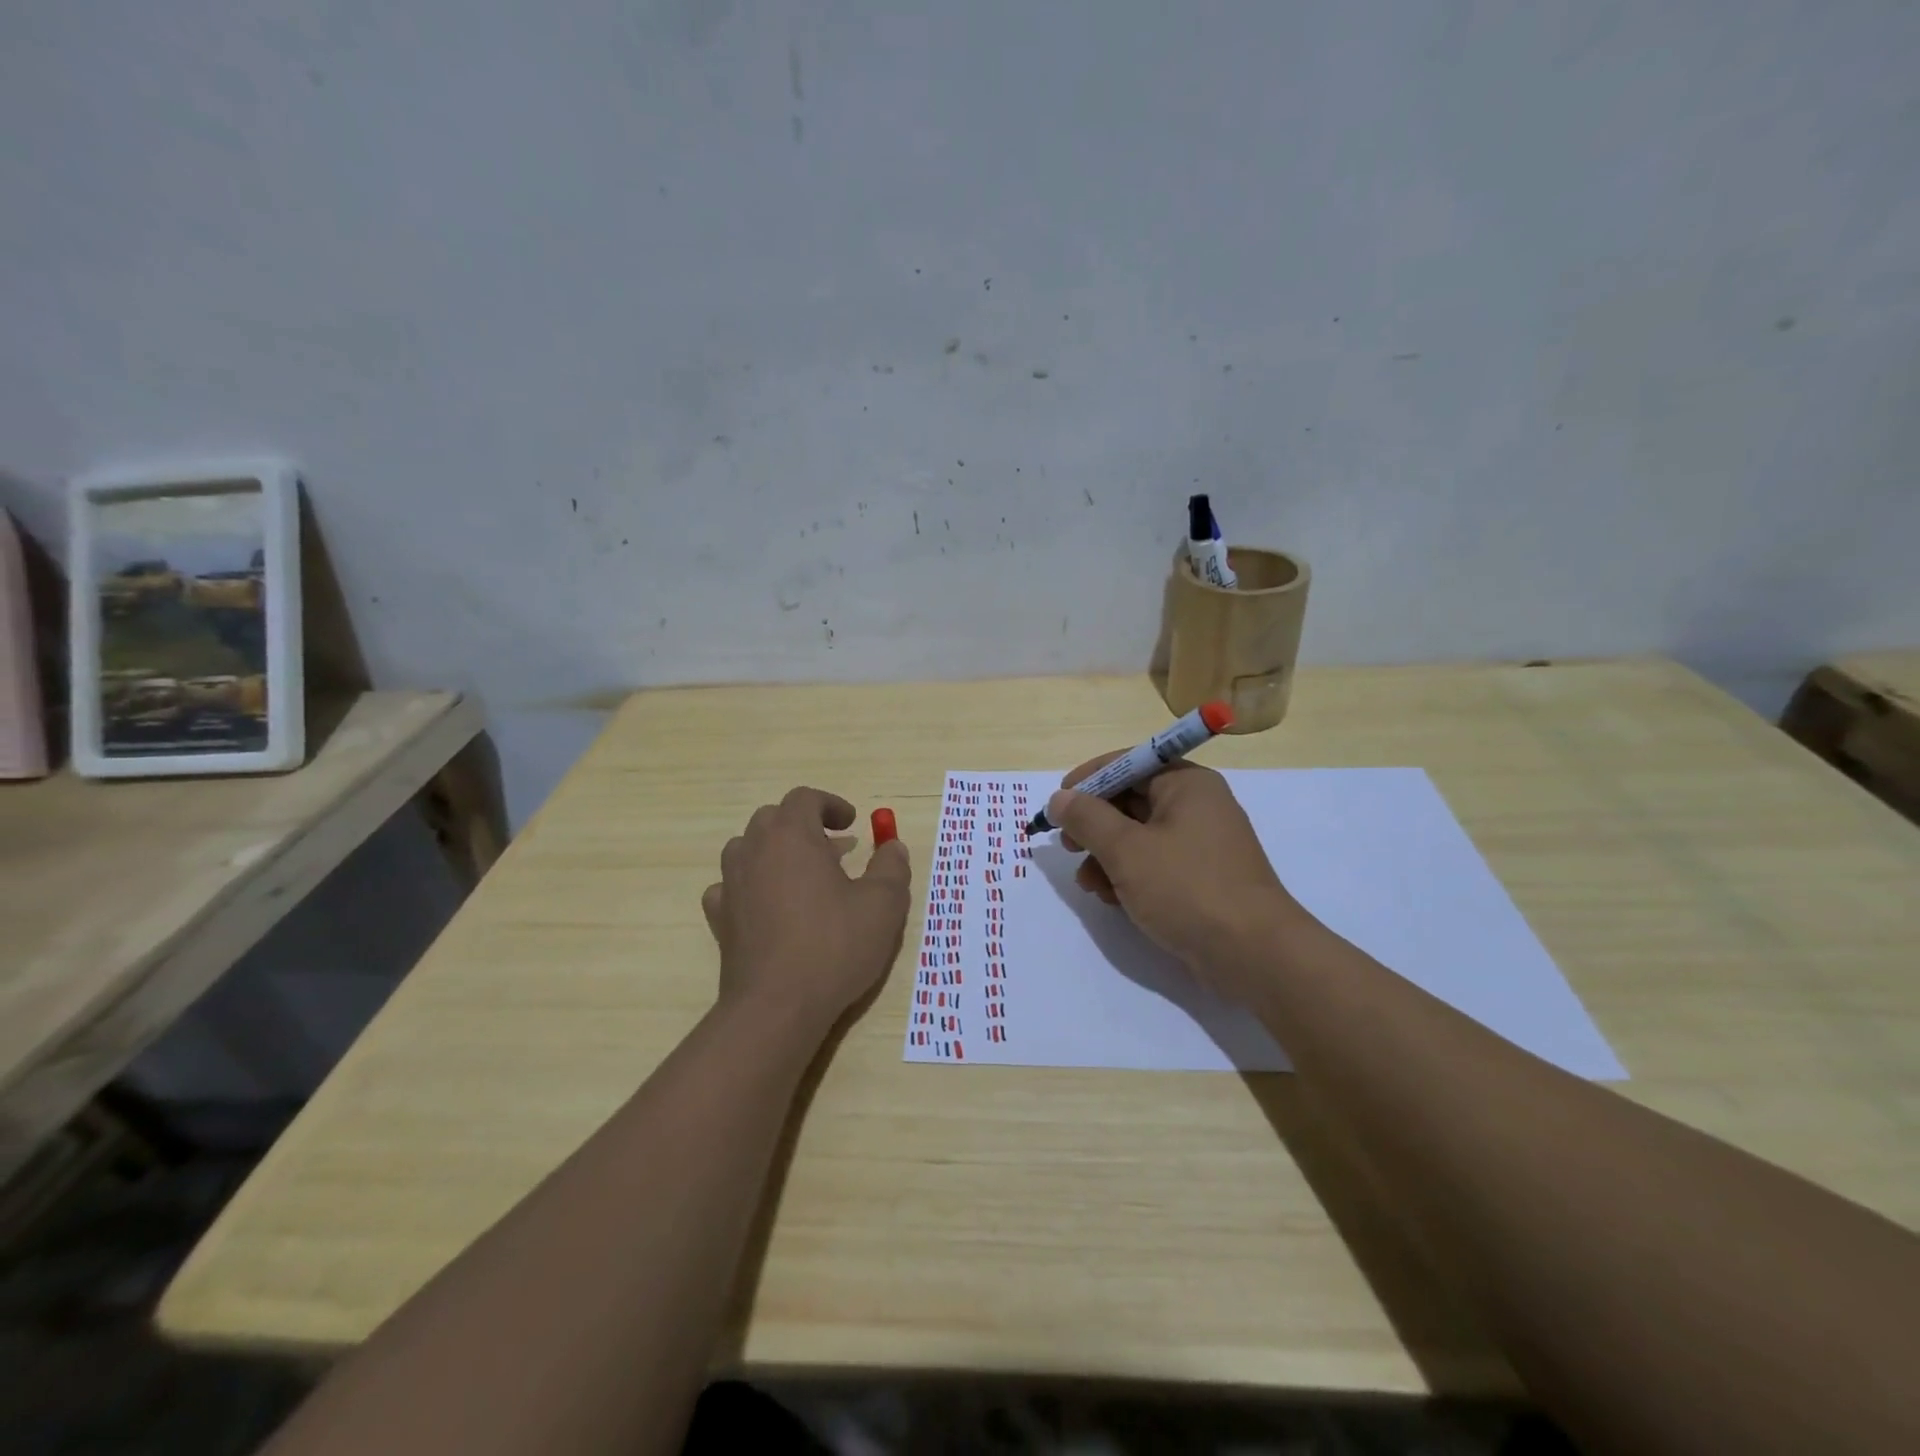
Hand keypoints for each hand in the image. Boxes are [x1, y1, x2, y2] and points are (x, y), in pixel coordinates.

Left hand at [703, 787, 911, 1032]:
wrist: (777, 1006)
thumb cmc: (834, 946)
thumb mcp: (883, 904)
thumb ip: (891, 866)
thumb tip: (892, 845)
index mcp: (792, 836)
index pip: (805, 798)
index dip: (831, 805)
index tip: (853, 824)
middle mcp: (755, 850)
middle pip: (773, 818)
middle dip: (804, 825)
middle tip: (833, 850)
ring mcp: (731, 883)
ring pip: (747, 847)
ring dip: (774, 851)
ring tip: (802, 876)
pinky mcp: (720, 918)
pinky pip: (730, 886)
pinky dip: (750, 885)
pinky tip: (768, 906)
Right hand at [1047, 758, 1304, 1002]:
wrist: (1254, 954)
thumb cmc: (1188, 888)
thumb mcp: (1127, 850)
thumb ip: (1087, 819)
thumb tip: (1059, 798)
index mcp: (1187, 784)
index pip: (1129, 763)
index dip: (1088, 780)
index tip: (1057, 804)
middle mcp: (1197, 806)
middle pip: (1131, 800)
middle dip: (1094, 825)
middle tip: (1068, 846)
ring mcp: (1201, 844)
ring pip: (1138, 836)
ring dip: (1106, 855)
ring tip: (1088, 884)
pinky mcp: (1200, 878)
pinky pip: (1154, 863)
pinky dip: (1128, 876)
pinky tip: (1112, 899)